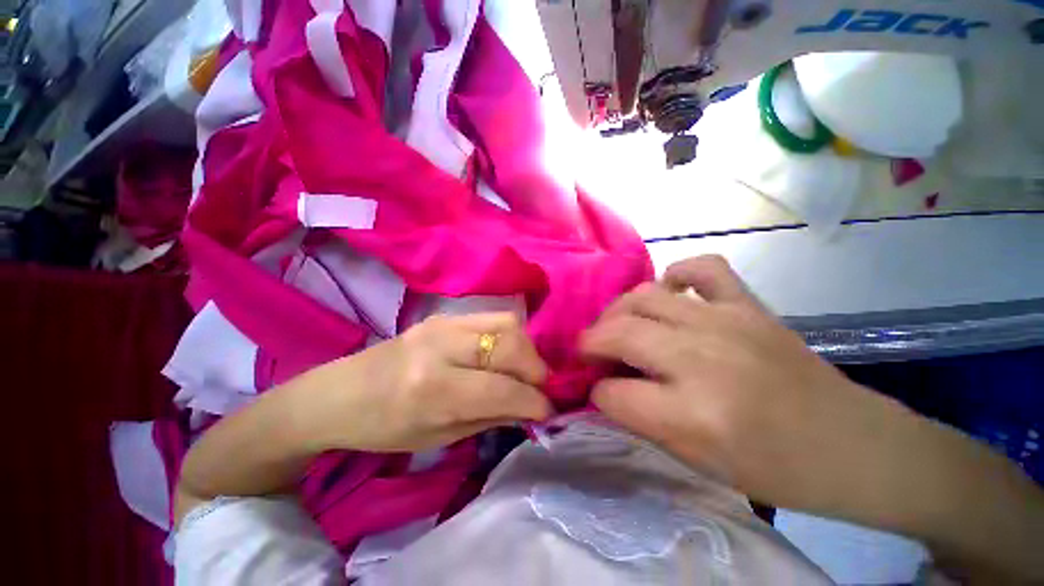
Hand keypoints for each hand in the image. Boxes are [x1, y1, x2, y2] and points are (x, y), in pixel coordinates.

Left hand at [297, 312, 552, 452]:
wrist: (340, 393)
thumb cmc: (383, 428)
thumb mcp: (438, 438)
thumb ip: (491, 417)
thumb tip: (532, 408)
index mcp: (433, 388)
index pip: (502, 389)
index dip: (534, 401)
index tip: (550, 411)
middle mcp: (442, 346)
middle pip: (511, 344)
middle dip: (536, 369)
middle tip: (540, 389)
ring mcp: (444, 323)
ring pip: (508, 323)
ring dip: (527, 349)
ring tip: (526, 371)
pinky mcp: (445, 315)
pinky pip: (493, 319)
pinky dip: (511, 337)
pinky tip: (507, 355)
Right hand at [579, 255, 899, 509]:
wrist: (850, 445)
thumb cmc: (773, 468)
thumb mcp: (696, 461)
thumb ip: (640, 419)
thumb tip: (604, 389)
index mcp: (692, 414)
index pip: (612, 394)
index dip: (596, 394)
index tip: (595, 392)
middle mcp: (702, 358)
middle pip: (618, 334)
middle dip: (591, 343)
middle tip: (589, 352)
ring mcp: (726, 322)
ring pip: (643, 297)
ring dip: (617, 312)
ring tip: (617, 325)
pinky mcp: (747, 304)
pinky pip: (700, 268)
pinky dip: (675, 275)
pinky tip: (669, 293)